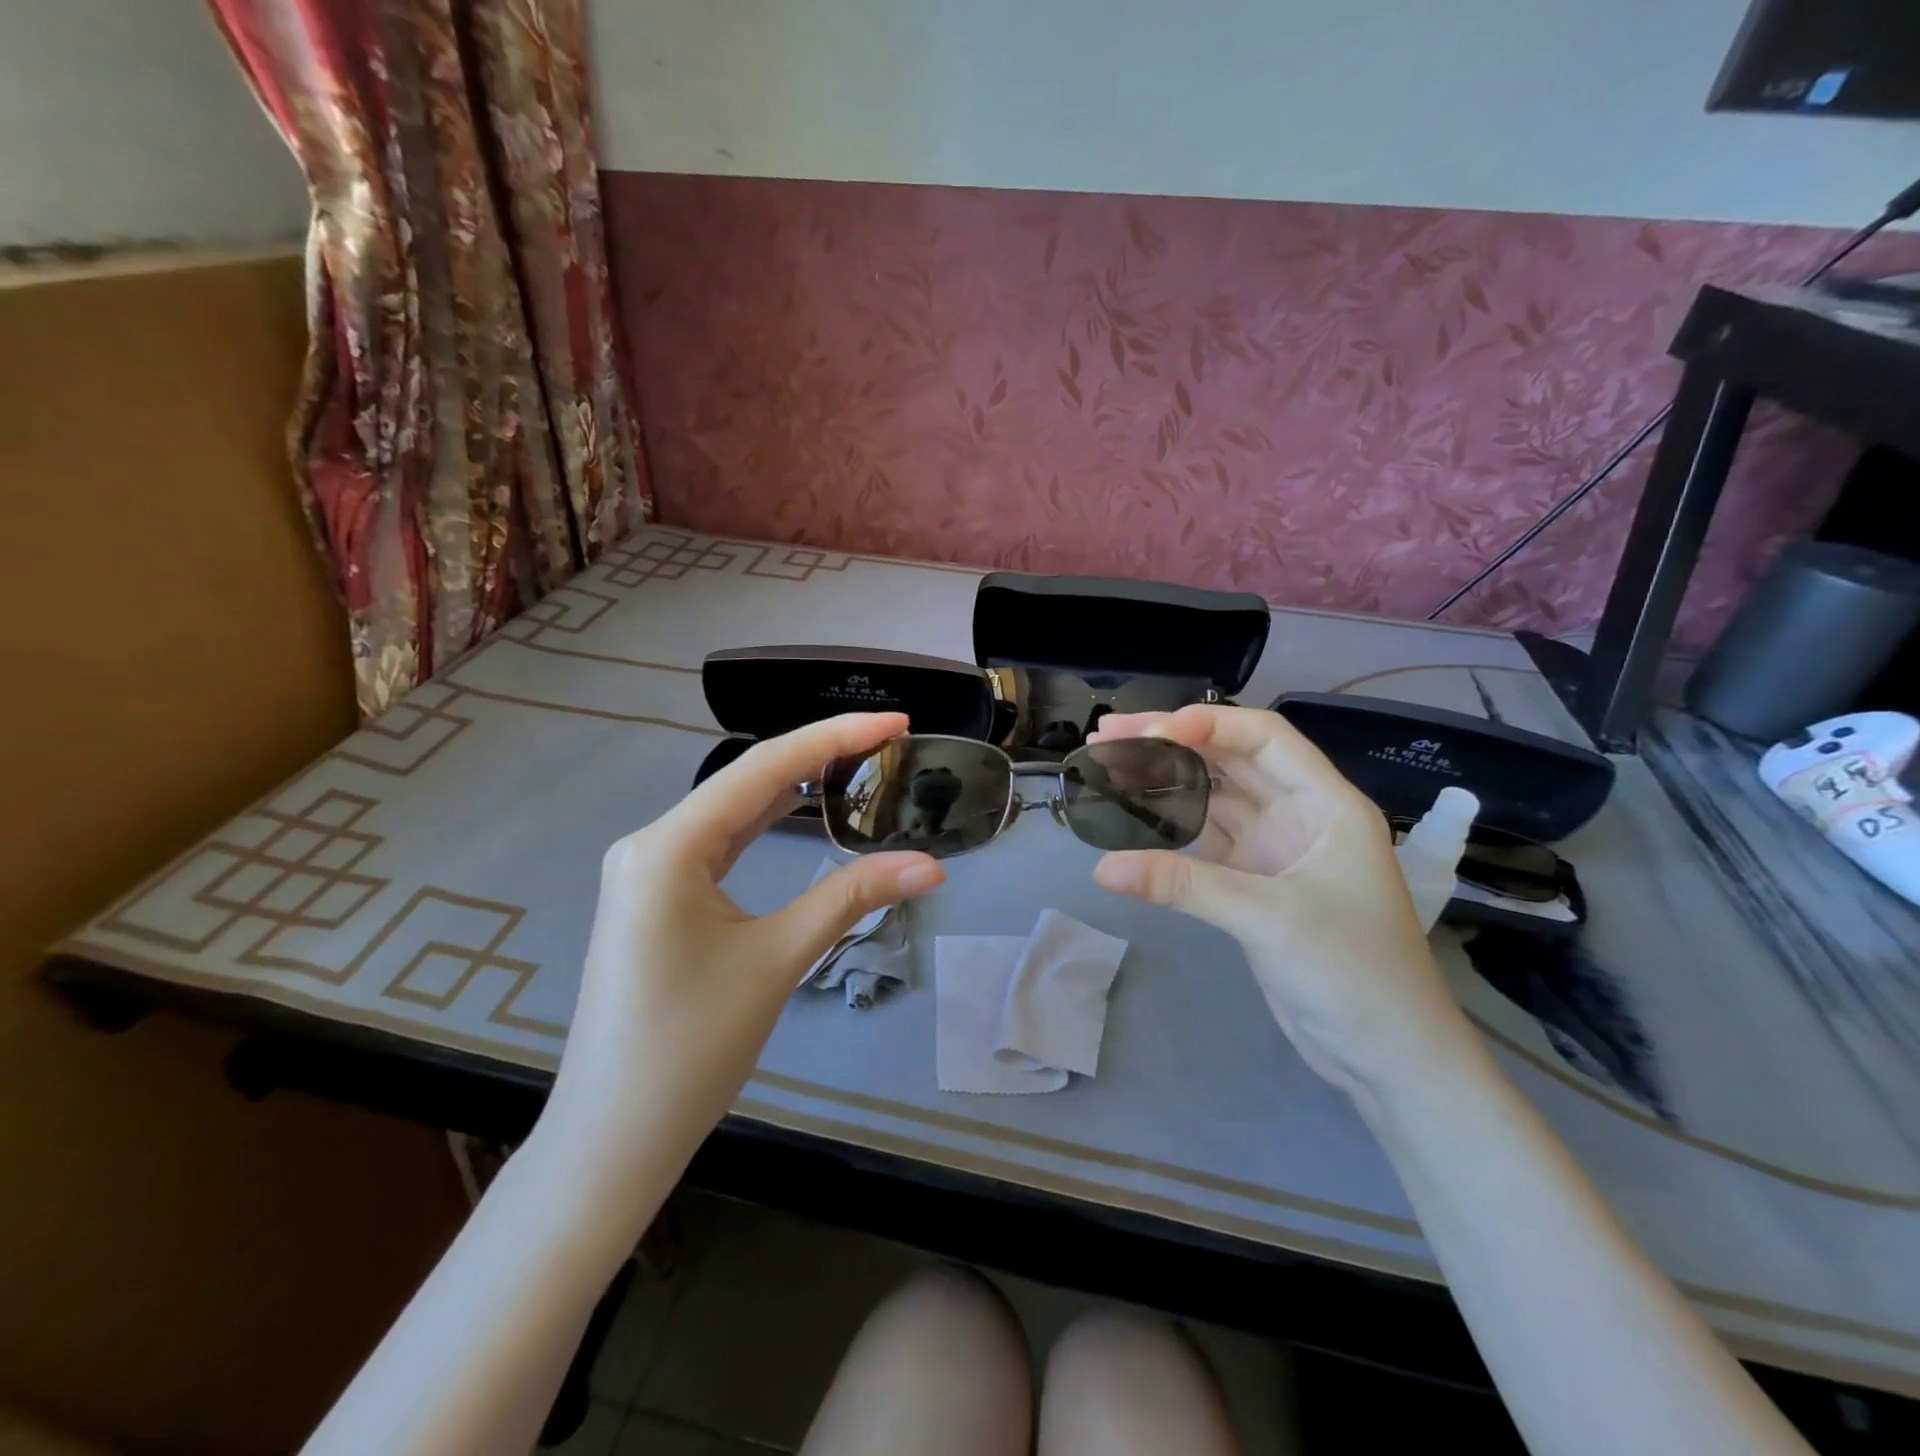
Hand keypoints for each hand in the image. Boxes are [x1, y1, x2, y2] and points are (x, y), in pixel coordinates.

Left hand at [540, 712, 944, 1196]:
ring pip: (734, 809)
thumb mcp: (777, 960)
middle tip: (889, 739)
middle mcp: (651, 844)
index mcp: (667, 846)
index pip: (764, 769)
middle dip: (820, 753)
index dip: (835, 736)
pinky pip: (721, 842)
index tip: (896, 720)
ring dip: (794, 785)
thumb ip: (851, 898)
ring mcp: (649, 871)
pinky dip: (766, 821)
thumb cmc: (690, 1049)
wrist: (612, 1138)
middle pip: (747, 780)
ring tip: (858, 761)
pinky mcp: (657, 897)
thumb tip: (930, 866)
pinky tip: (800, 807)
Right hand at [1089, 704, 1474, 1096]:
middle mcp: (1299, 814)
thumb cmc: (1353, 972)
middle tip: (1107, 735)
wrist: (1387, 1056)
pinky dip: (1169, 826)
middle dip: (1170, 742)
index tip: (1148, 731)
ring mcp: (1274, 849)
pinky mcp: (1253, 883)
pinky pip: (1204, 840)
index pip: (1264, 737)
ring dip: (1165, 780)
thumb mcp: (1268, 918)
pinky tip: (1132, 815)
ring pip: (1213, 797)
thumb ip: (1182, 885)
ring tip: (1109, 765)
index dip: (1206, 724)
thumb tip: (1101, 868)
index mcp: (1326, 803)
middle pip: (1230, 760)